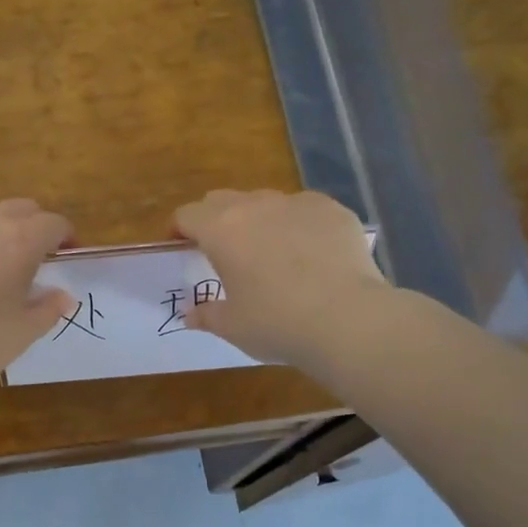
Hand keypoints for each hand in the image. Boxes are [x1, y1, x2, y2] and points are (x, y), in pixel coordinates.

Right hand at [174, 189, 389, 372]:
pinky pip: (305, 209)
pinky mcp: (333, 210)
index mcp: (221, 230)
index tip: (180, 246)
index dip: (179, 229)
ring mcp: (297, 204)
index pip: (187, 215)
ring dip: (257, 220)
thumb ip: (206, 314)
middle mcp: (256, 206)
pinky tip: (310, 253)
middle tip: (220, 250)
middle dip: (214, 219)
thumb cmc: (277, 323)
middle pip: (222, 200)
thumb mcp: (232, 326)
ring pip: (265, 201)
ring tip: (269, 251)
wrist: (348, 320)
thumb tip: (190, 313)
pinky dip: (298, 224)